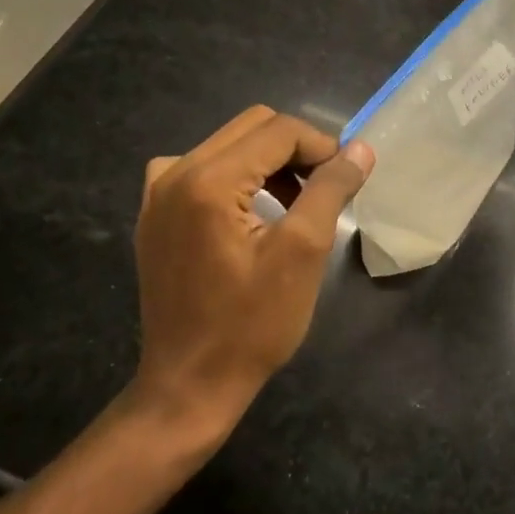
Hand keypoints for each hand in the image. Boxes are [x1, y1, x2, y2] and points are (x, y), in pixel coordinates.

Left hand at [130, 107, 373, 429]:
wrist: (189, 386)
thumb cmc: (252, 325)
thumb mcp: (303, 253)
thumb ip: (331, 189)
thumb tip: (360, 149)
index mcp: (208, 179)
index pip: (279, 130)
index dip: (321, 146)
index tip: (346, 180)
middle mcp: (175, 173)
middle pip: (252, 127)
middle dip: (296, 149)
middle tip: (322, 190)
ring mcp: (157, 193)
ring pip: (228, 144)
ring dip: (268, 162)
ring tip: (294, 204)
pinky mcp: (154, 214)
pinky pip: (200, 168)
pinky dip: (235, 176)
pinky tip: (248, 213)